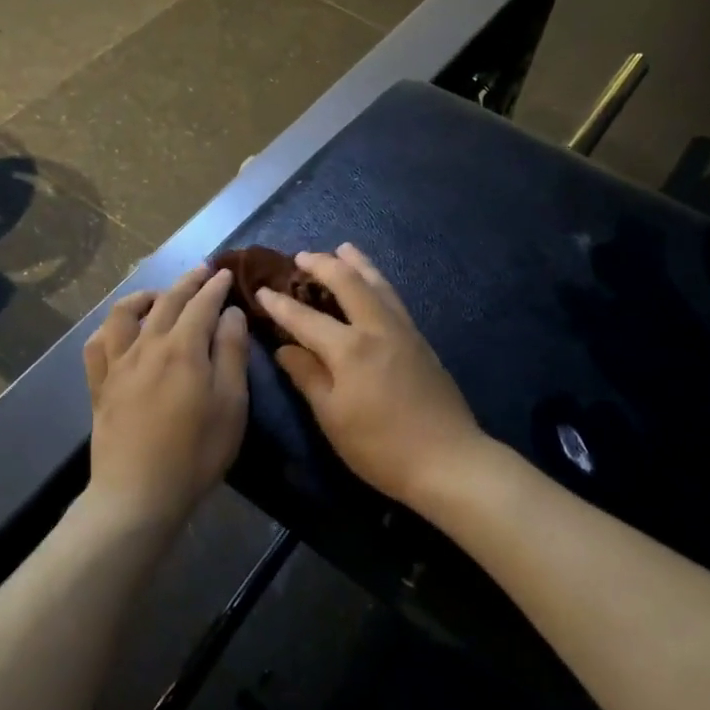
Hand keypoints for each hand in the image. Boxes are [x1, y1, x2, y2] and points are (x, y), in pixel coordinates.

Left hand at [84, 264, 249, 522]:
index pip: (202, 304)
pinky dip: (109, 328)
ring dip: (144, 296)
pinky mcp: (99, 386)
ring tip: (159, 295)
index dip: (215, 286)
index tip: (225, 273)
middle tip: (202, 271)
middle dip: (187, 282)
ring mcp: (118, 364)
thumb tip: (231, 313)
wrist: (139, 494)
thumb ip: (232, 353)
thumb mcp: (231, 404)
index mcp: (183, 348)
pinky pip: (97, 345)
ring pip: (124, 314)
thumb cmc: (196, 452)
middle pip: (167, 302)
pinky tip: (118, 330)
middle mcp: (147, 346)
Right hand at [256, 244, 483, 507]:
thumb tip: (284, 348)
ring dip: (357, 264)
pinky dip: (377, 282)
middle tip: (302, 256)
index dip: (280, 304)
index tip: (261, 291)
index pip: (305, 318)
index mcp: (349, 349)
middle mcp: (377, 328)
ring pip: (378, 284)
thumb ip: (307, 376)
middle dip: (322, 265)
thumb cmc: (380, 447)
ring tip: (343, 249)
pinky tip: (374, 284)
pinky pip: (393, 298)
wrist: (447, 459)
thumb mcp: (332, 418)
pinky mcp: (421, 340)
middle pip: (348, 283)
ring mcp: (404, 331)